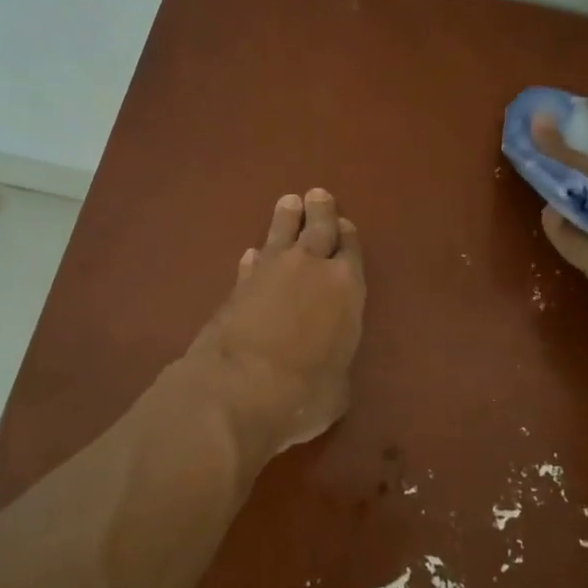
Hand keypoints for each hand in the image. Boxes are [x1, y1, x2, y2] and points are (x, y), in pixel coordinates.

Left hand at [185, 189, 365, 471]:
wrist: (238, 389)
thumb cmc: (304, 392)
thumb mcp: (337, 387)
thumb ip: (336, 363)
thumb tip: (327, 362)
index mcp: (346, 288)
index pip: (351, 250)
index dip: (348, 236)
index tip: (345, 224)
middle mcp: (311, 269)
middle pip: (318, 229)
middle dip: (320, 211)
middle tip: (318, 194)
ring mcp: (270, 272)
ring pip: (281, 234)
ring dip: (286, 218)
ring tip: (289, 202)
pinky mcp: (237, 286)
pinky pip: (253, 262)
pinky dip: (255, 257)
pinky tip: (253, 254)